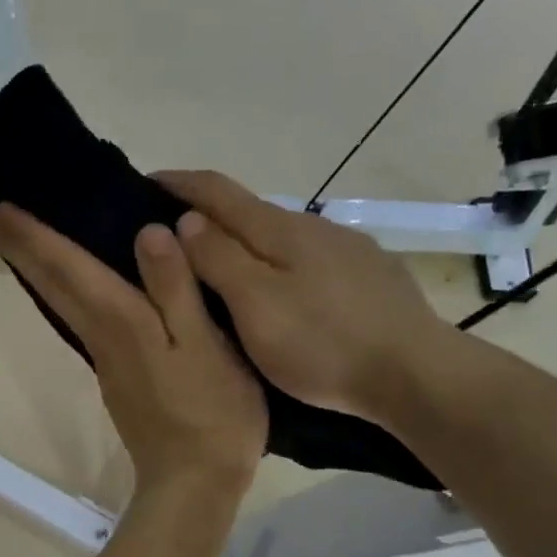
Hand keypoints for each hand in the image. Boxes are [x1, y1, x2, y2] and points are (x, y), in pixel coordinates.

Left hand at [0, 203, 266, 503]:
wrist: (194, 482)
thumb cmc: (212, 414)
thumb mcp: (205, 346)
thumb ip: (176, 289)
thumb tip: (146, 233)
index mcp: (123, 322)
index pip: (68, 267)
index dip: (32, 235)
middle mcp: (103, 337)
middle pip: (53, 285)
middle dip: (21, 249)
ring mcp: (108, 361)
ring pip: (62, 304)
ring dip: (37, 271)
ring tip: (21, 241)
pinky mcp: (118, 379)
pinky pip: (81, 321)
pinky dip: (64, 294)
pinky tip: (72, 288)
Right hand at [156, 170, 457, 425]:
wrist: (413, 372)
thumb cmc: (323, 344)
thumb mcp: (256, 305)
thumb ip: (219, 259)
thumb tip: (187, 220)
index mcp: (279, 230)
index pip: (217, 190)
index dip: (177, 183)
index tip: (143, 183)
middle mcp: (312, 226)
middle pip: (249, 211)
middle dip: (206, 215)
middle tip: (170, 238)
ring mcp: (344, 250)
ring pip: (279, 238)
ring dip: (243, 243)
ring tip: (218, 270)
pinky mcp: (366, 275)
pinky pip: (306, 260)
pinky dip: (277, 265)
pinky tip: (279, 291)